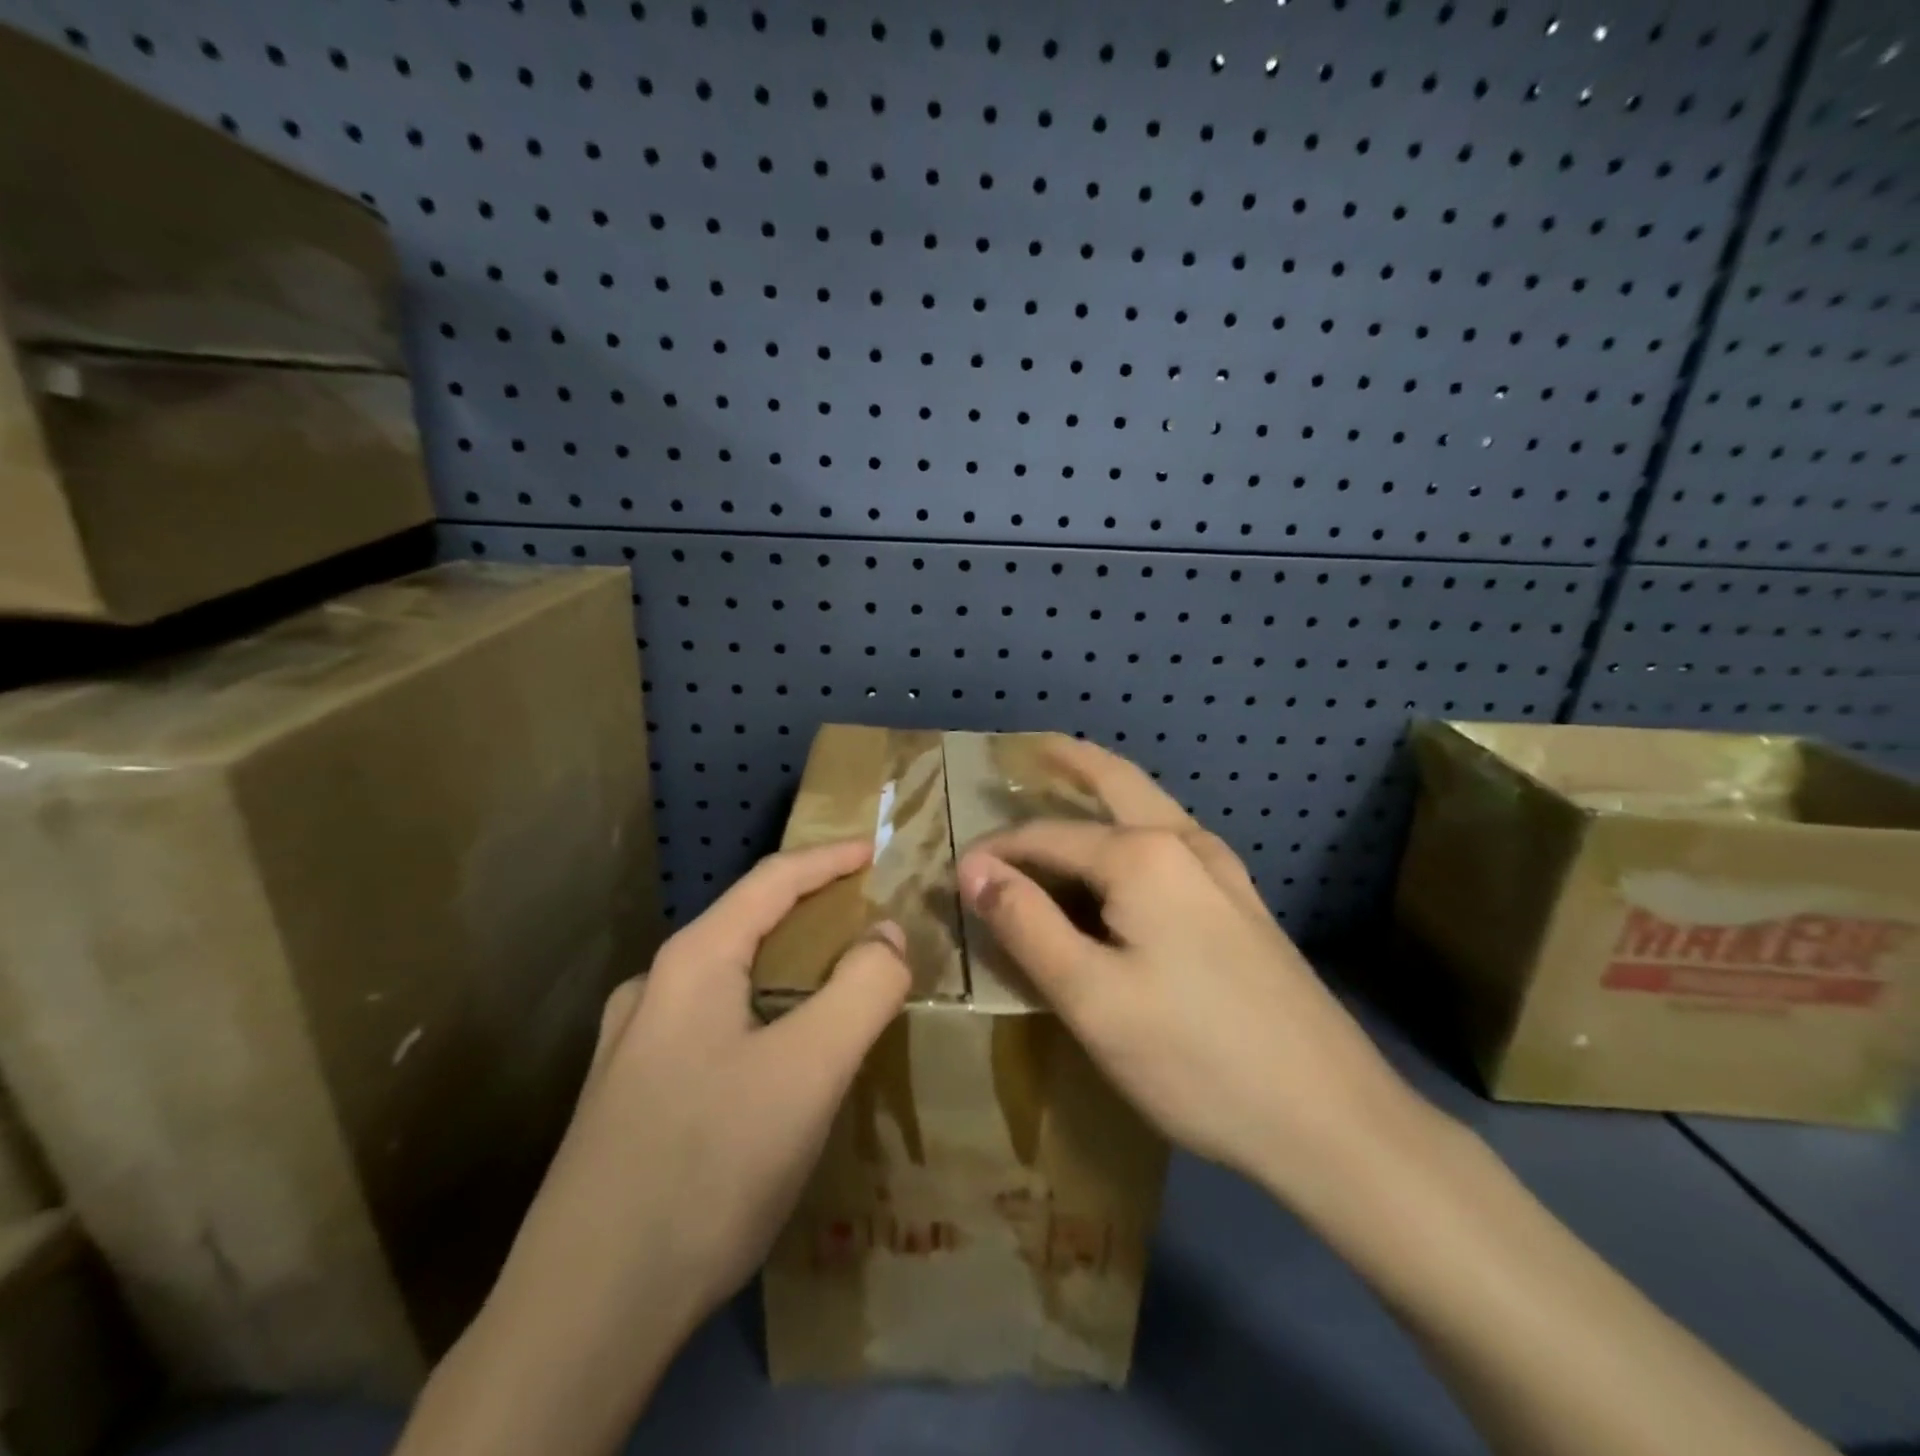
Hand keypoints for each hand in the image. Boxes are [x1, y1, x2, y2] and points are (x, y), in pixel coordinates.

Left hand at [520, 837, 909, 1330]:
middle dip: (812, 913)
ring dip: (785, 969)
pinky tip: (777, 1061)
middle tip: (868, 925)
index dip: (830, 859)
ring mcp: (631, 1044)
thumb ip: (863, 989)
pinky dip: (760, 1015)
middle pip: (748, 924)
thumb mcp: (809, 1072)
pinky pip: (710, 1026)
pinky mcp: (628, 1096)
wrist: (582, 1313)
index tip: (877, 850)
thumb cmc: (708, 1167)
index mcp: (692, 962)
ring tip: (832, 991)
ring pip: (727, 979)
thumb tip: (888, 935)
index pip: (773, 880)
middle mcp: (654, 988)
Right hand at [956, 739, 1416, 1211]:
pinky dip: (1135, 827)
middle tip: (1031, 749)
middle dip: (1071, 761)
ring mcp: (1225, 872)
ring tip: (1070, 786)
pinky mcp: (1243, 905)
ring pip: (1152, 809)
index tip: (957, 875)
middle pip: (1118, 782)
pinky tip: (1128, 856)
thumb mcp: (1090, 997)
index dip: (998, 852)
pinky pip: (1173, 843)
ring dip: (1108, 791)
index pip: (1047, 836)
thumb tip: (974, 869)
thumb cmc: (1195, 1058)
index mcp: (1143, 856)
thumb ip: (1027, 924)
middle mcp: (1186, 845)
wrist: (1333, 1118)